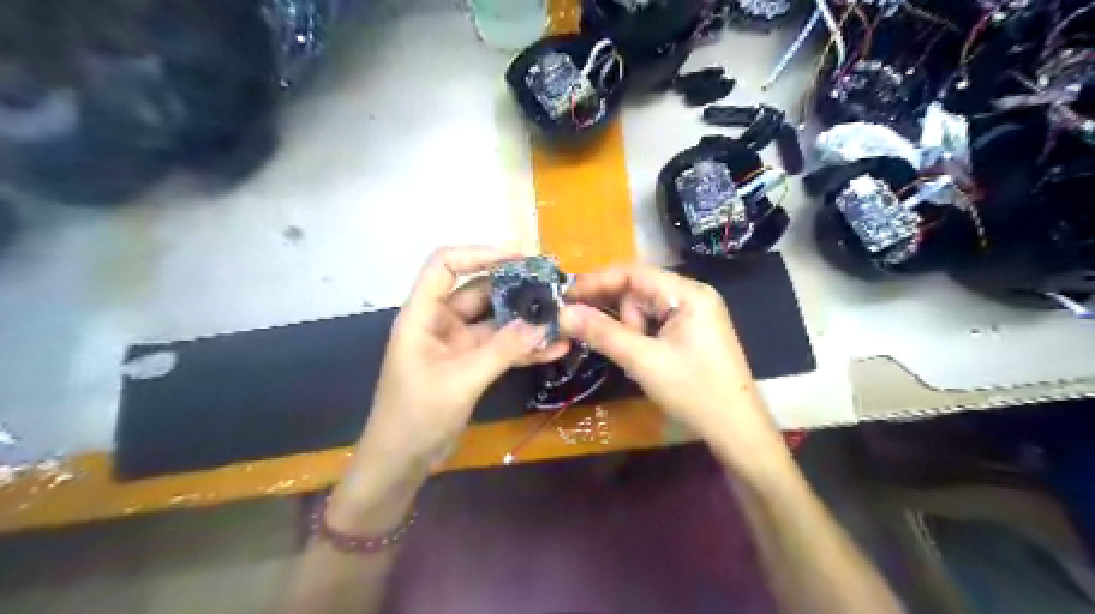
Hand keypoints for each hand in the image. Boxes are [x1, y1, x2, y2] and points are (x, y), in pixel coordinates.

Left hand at [327, 246, 569, 528]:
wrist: (401, 463)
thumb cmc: (416, 417)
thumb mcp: (460, 381)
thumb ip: (501, 350)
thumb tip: (542, 324)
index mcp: (422, 315)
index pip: (445, 266)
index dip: (480, 254)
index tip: (520, 259)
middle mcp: (440, 322)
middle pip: (479, 291)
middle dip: (515, 289)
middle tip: (554, 287)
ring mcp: (458, 344)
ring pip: (495, 321)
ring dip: (525, 320)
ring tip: (562, 316)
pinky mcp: (471, 364)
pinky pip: (501, 348)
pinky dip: (524, 347)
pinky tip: (554, 348)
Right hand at [560, 266, 782, 461]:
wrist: (736, 430)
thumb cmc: (694, 392)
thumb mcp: (643, 361)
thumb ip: (602, 333)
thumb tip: (563, 313)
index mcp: (688, 293)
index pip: (634, 273)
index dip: (597, 282)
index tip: (566, 297)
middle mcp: (693, 296)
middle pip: (639, 290)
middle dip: (618, 314)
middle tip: (601, 338)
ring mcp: (695, 315)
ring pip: (645, 309)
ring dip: (629, 329)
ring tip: (635, 359)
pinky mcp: (692, 333)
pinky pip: (655, 324)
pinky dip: (640, 337)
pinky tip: (640, 357)